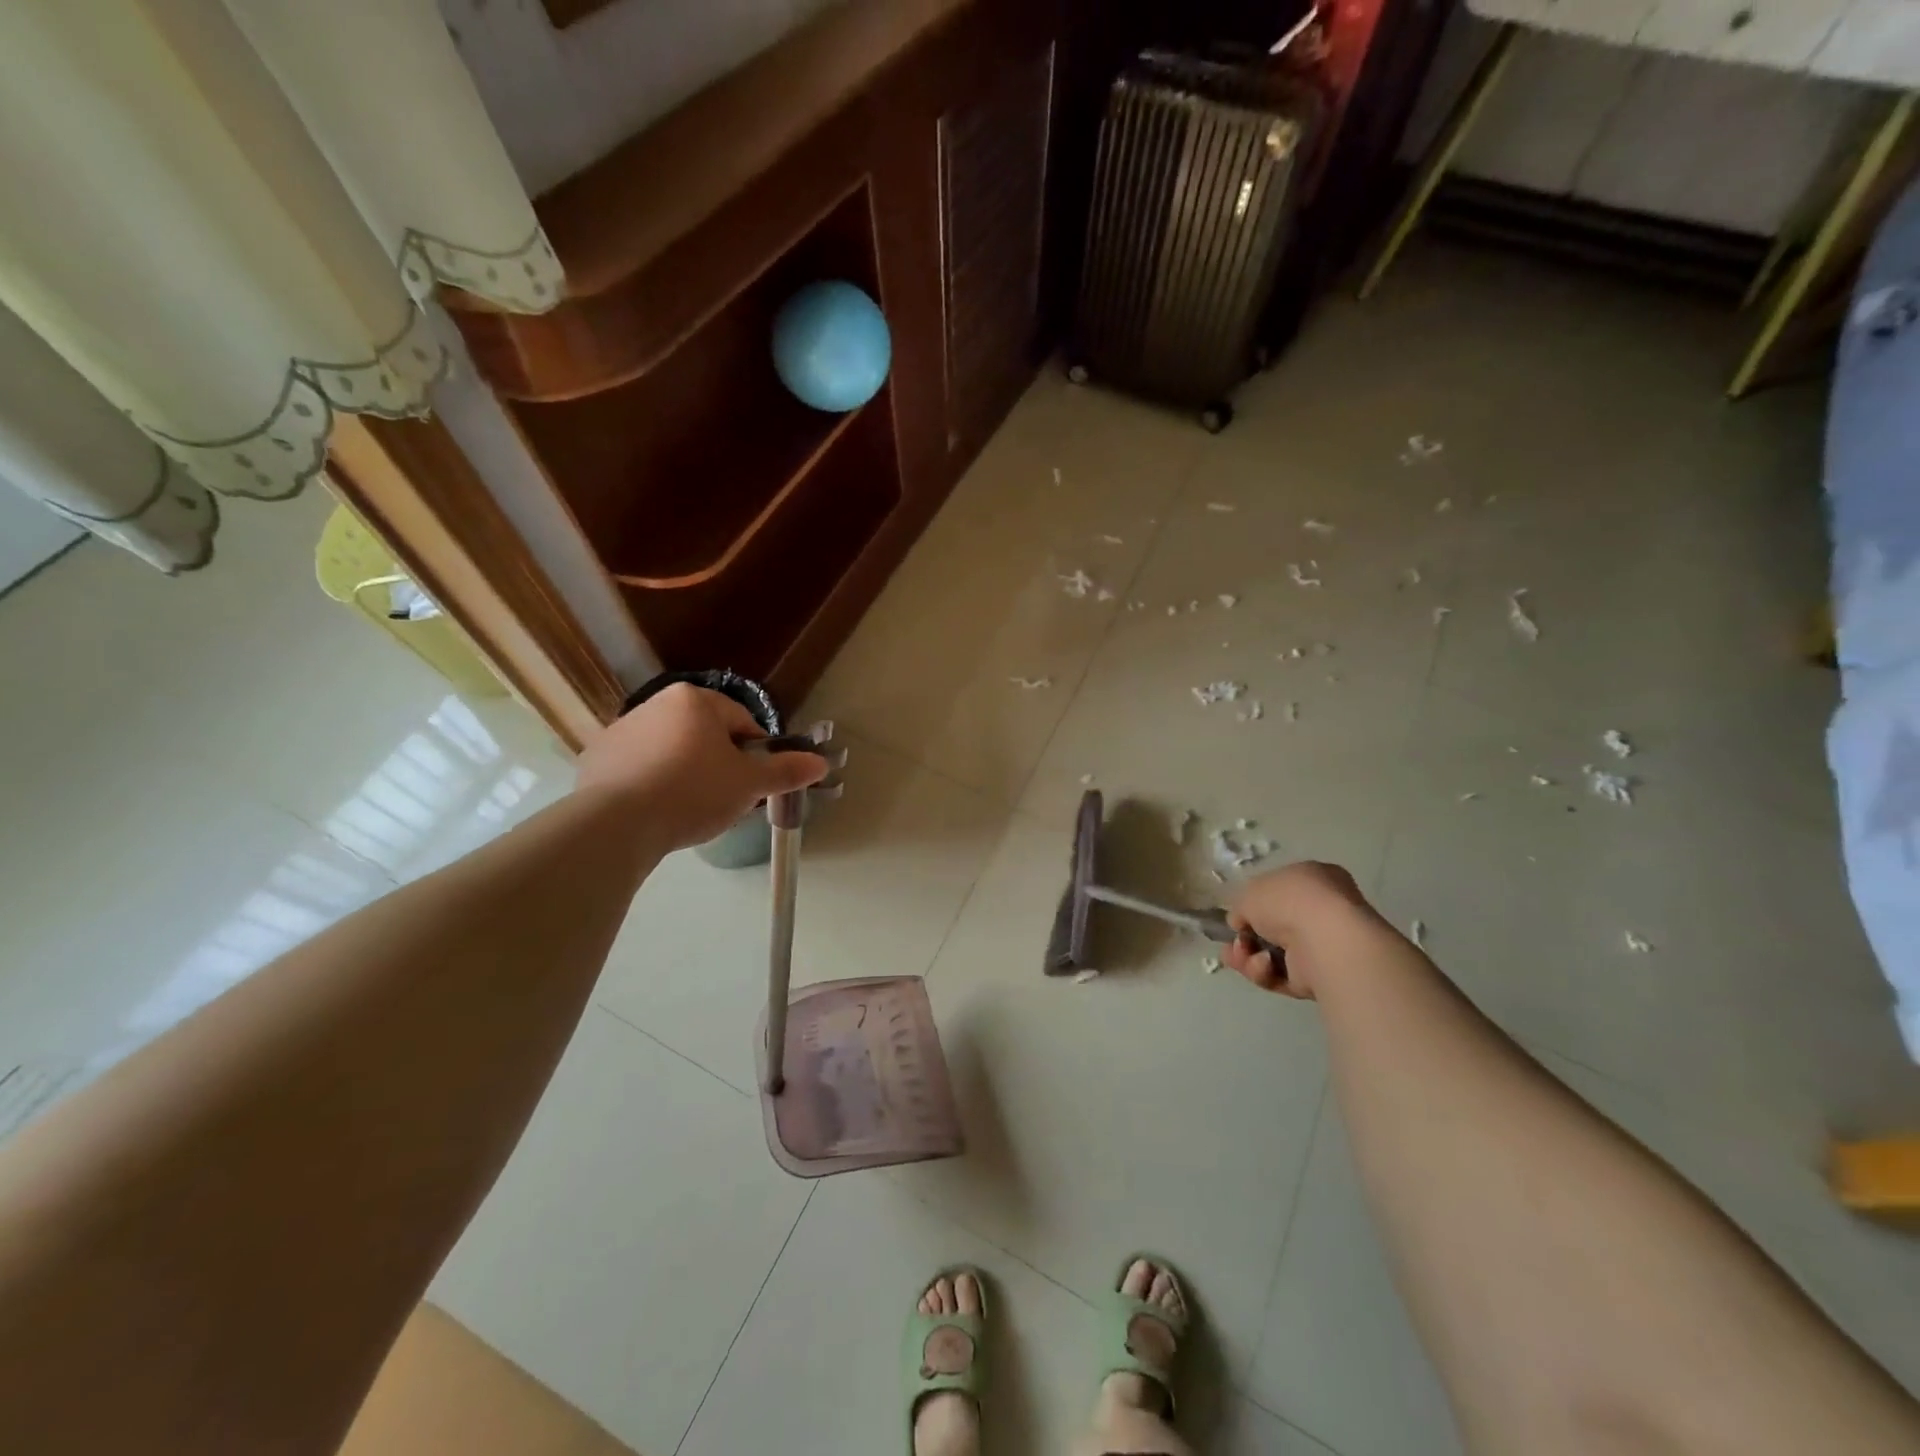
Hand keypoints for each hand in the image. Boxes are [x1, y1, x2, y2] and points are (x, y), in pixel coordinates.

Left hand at [574, 684, 827, 852]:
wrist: (617, 824)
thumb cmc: (693, 792)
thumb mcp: (749, 784)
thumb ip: (786, 771)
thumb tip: (821, 763)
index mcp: (695, 700)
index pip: (743, 722)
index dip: (756, 754)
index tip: (755, 784)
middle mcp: (656, 703)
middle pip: (705, 734)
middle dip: (720, 763)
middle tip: (726, 799)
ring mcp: (622, 729)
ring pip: (672, 750)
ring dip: (686, 772)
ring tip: (690, 809)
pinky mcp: (597, 758)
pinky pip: (639, 768)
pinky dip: (652, 784)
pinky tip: (657, 812)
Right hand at [1224, 861, 1371, 998]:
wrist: (1325, 940)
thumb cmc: (1288, 901)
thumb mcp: (1249, 890)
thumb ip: (1241, 906)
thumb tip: (1241, 923)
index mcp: (1313, 879)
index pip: (1279, 892)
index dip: (1254, 904)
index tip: (1237, 916)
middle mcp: (1321, 911)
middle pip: (1272, 927)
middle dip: (1246, 938)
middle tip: (1233, 943)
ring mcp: (1322, 946)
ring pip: (1272, 954)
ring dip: (1249, 957)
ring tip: (1240, 956)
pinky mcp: (1319, 977)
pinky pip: (1282, 975)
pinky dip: (1265, 972)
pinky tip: (1261, 966)